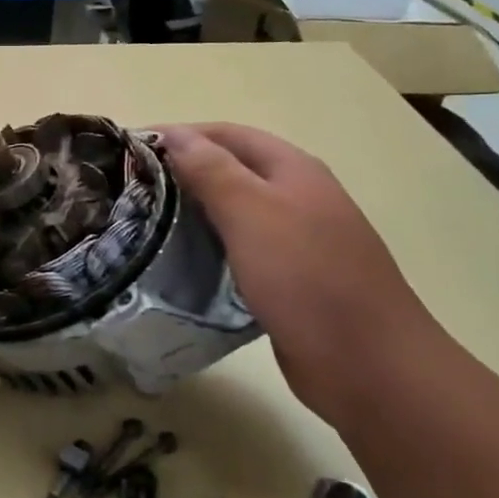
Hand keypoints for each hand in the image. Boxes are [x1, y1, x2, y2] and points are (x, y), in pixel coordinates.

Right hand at [159, 123, 447, 427]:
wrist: (368, 363)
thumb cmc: (307, 279)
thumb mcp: (253, 214)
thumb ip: (212, 170)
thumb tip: (174, 133)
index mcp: (293, 170)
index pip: (227, 135)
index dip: (180, 135)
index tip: (130, 149)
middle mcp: (298, 197)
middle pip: (231, 170)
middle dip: (182, 172)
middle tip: (131, 188)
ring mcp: (297, 240)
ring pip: (235, 213)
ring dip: (193, 211)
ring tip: (144, 222)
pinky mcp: (290, 279)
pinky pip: (240, 250)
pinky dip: (209, 247)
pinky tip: (181, 262)